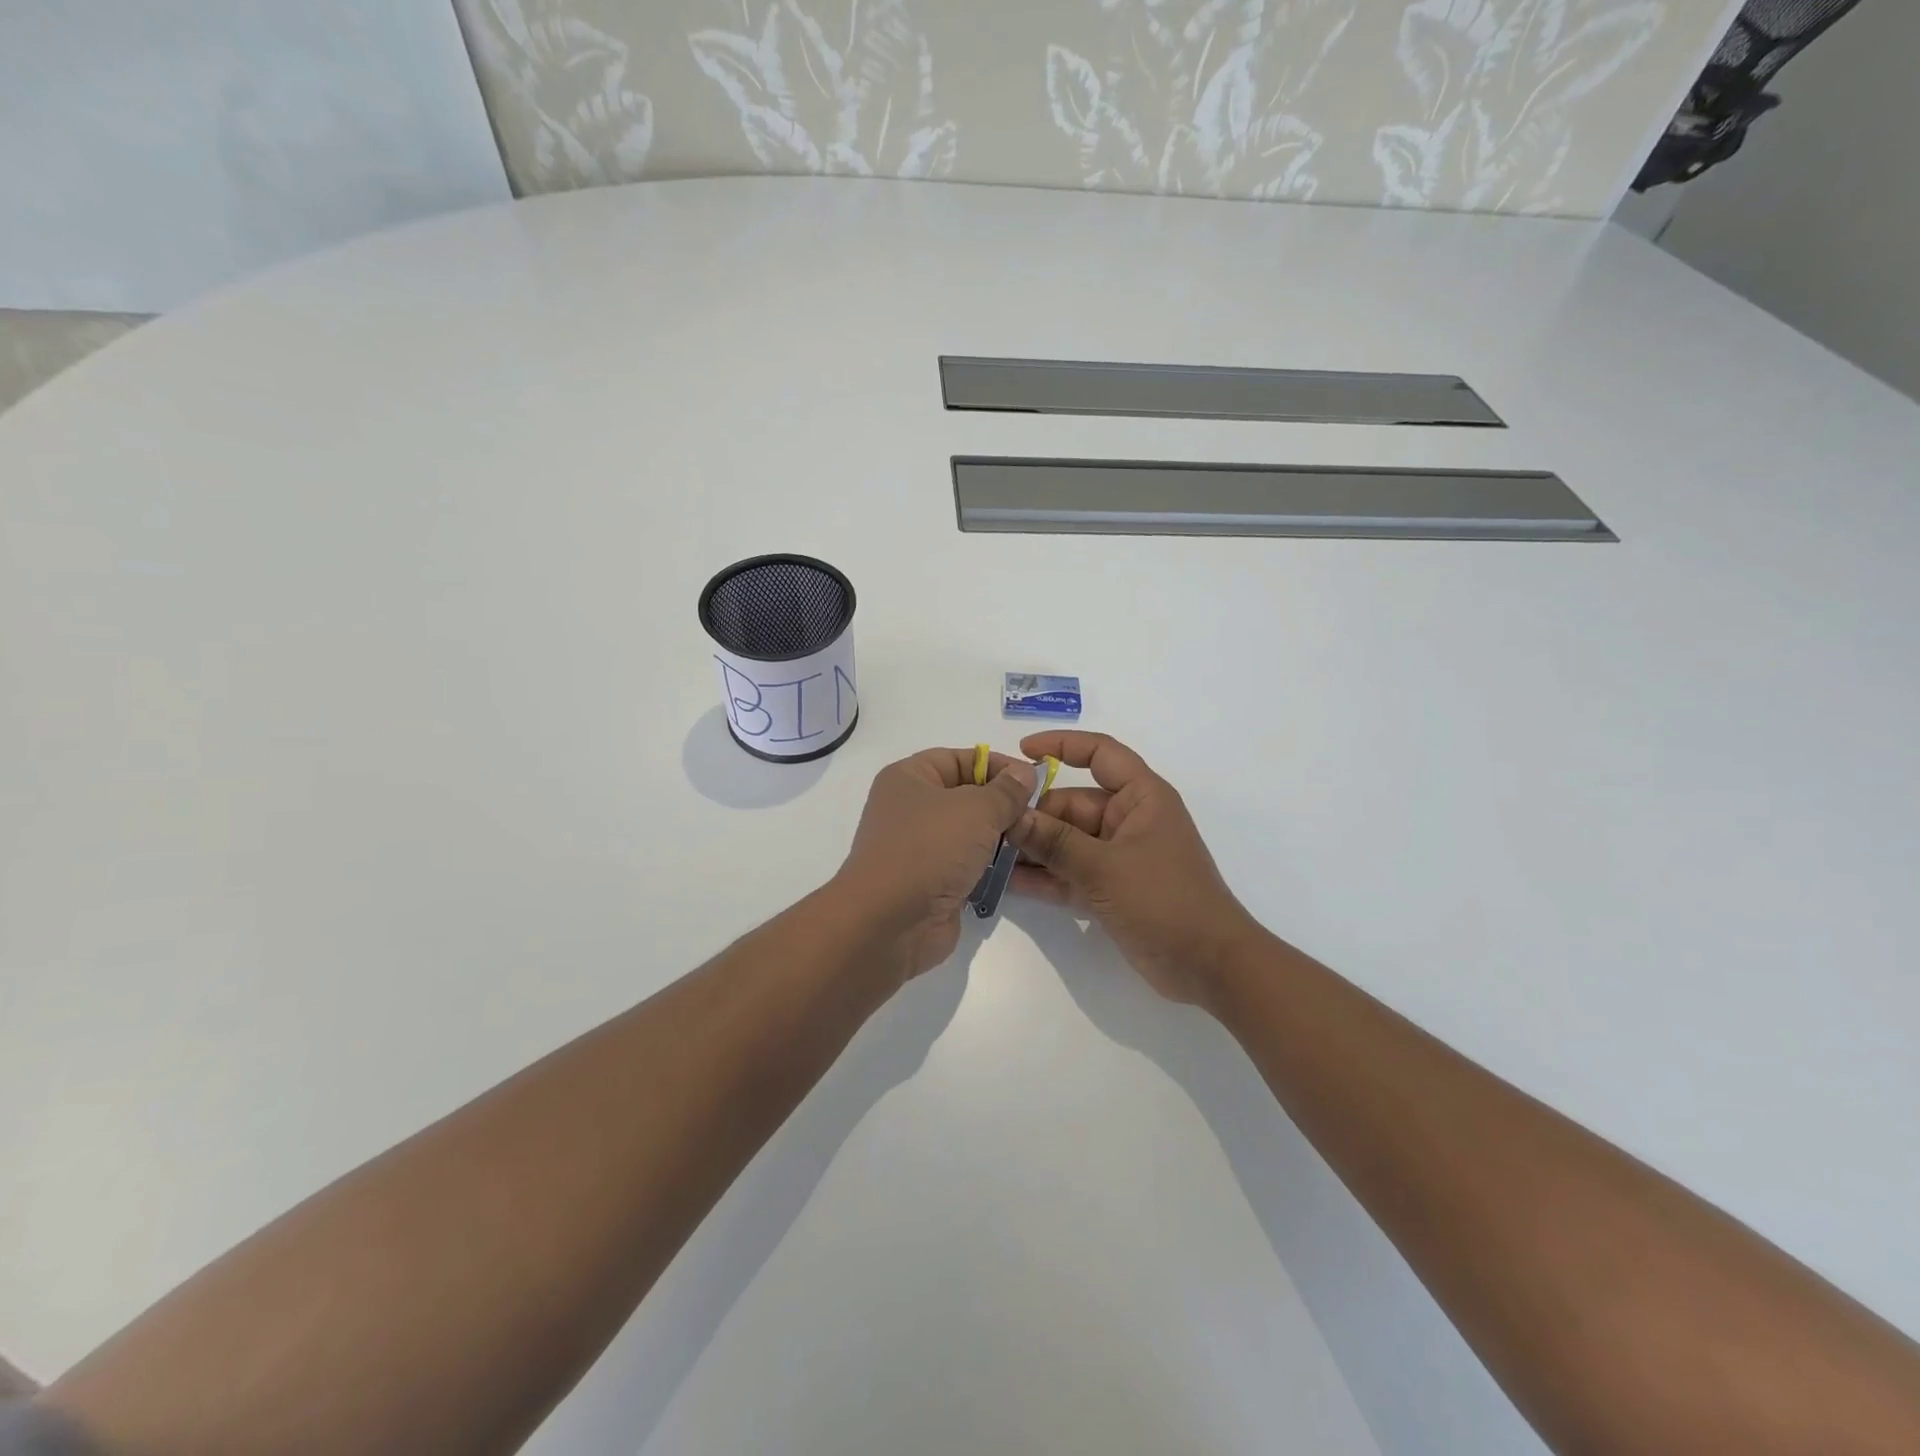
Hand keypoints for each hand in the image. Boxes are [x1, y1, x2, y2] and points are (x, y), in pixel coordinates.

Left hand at [835, 748, 1036, 978]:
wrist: (889, 922)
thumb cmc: (929, 849)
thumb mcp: (976, 809)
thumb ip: (1005, 791)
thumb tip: (1024, 774)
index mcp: (909, 778)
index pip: (959, 758)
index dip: (997, 765)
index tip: (1034, 779)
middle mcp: (910, 808)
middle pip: (966, 795)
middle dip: (1003, 803)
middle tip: (1040, 813)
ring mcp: (919, 847)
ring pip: (968, 832)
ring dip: (999, 836)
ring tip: (1034, 839)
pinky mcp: (930, 881)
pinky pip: (966, 863)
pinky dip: (989, 865)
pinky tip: (1018, 867)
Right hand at [1008, 731, 1262, 1006]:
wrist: (1209, 967)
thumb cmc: (1164, 900)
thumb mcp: (1104, 867)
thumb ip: (1055, 842)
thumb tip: (1011, 816)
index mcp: (1141, 798)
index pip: (1101, 755)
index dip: (1062, 745)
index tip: (1021, 751)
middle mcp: (1128, 820)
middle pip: (1072, 804)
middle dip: (1034, 814)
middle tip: (988, 826)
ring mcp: (1118, 857)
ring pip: (1067, 841)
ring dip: (1033, 848)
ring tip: (987, 852)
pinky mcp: (1110, 889)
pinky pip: (1070, 873)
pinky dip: (1044, 877)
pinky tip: (1006, 882)